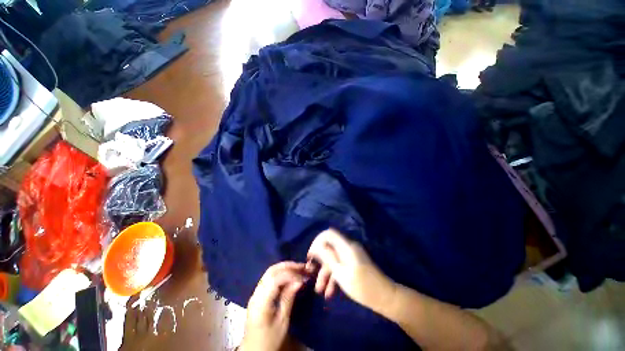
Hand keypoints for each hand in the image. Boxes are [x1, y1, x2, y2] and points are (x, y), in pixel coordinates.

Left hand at [240, 262, 307, 350]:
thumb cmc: (269, 340)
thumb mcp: (282, 322)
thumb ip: (289, 298)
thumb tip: (299, 280)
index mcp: (261, 302)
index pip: (276, 279)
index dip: (291, 274)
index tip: (304, 276)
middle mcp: (256, 294)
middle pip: (271, 271)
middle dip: (288, 266)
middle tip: (302, 267)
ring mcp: (255, 293)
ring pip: (269, 273)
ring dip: (284, 268)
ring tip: (298, 269)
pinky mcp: (257, 295)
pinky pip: (269, 278)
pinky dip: (280, 273)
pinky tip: (289, 275)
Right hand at [306, 229, 395, 313]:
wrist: (384, 297)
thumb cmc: (362, 286)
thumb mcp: (341, 273)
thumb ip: (328, 257)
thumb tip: (317, 246)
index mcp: (346, 246)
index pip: (328, 234)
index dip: (317, 241)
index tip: (311, 255)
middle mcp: (348, 248)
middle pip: (330, 249)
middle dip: (320, 262)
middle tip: (311, 274)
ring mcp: (351, 256)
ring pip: (334, 260)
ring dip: (326, 274)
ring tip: (320, 291)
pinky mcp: (353, 264)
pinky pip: (340, 266)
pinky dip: (334, 276)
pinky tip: (329, 292)